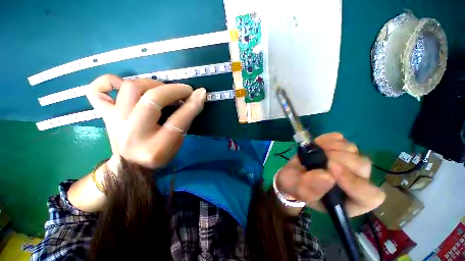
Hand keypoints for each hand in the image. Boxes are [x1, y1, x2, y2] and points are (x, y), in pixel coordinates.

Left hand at [86, 74, 205, 168]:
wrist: (130, 167)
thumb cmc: (159, 155)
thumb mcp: (178, 141)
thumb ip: (187, 119)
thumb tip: (198, 97)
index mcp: (155, 146)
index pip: (177, 120)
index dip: (191, 104)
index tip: (200, 93)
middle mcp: (132, 133)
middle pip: (151, 99)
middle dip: (172, 90)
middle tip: (184, 91)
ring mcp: (114, 122)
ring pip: (129, 89)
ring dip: (151, 84)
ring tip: (162, 89)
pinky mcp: (104, 116)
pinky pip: (96, 92)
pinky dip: (108, 81)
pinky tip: (123, 84)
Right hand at [275, 133, 384, 216]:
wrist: (293, 173)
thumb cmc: (296, 186)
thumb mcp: (298, 191)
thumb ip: (310, 187)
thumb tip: (327, 175)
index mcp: (349, 201)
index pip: (369, 196)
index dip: (354, 182)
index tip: (330, 169)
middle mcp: (356, 182)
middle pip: (363, 167)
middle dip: (339, 159)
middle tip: (320, 156)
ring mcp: (349, 164)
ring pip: (354, 151)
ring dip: (333, 147)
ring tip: (316, 149)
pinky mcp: (340, 150)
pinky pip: (343, 140)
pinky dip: (330, 139)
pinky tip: (318, 143)